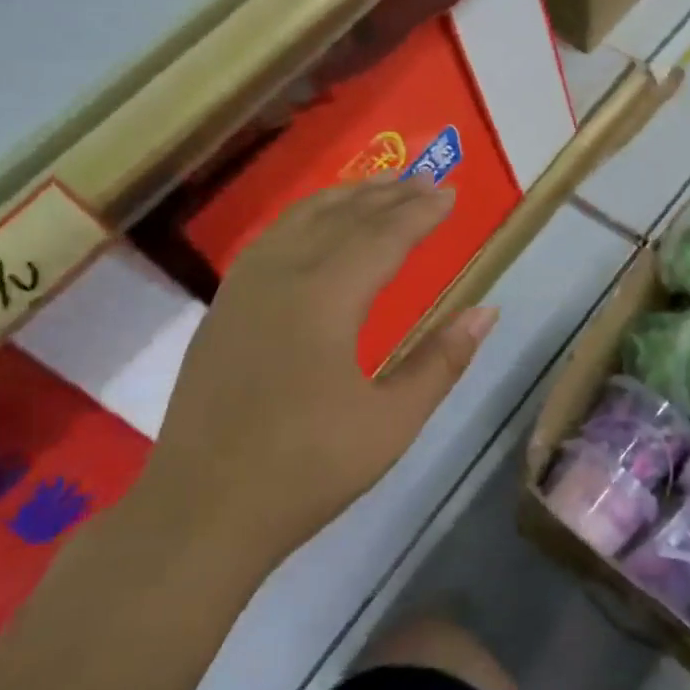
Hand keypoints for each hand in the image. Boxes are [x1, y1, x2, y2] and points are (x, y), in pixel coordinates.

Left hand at [143, 178, 496, 563]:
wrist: (202, 510)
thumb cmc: (307, 469)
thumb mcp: (392, 421)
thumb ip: (441, 360)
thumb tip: (486, 312)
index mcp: (324, 299)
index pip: (382, 237)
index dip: (419, 214)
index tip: (449, 194)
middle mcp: (280, 277)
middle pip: (341, 217)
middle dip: (387, 195)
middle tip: (425, 179)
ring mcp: (243, 291)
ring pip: (298, 221)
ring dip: (343, 198)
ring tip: (377, 187)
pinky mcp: (222, 310)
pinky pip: (270, 241)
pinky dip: (304, 220)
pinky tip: (314, 228)